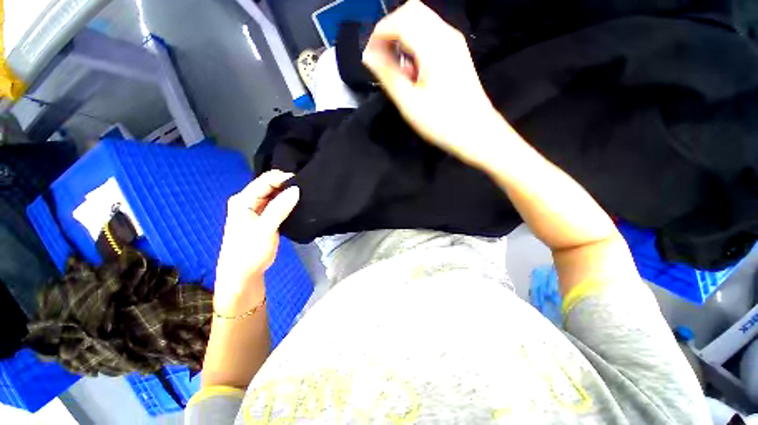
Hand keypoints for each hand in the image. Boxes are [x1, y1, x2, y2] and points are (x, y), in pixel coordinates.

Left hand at [214, 170, 299, 315]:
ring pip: (275, 194)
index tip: (303, 181)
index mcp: (243, 200)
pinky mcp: (265, 217)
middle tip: (306, 186)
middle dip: (287, 184)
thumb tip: (296, 189)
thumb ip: (280, 208)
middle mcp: (248, 201)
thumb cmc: (249, 252)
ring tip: (305, 193)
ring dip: (288, 193)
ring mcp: (256, 209)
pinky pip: (278, 203)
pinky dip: (288, 202)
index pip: (265, 181)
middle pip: (269, 185)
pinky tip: (299, 202)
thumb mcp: (265, 229)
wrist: (243, 274)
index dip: (283, 178)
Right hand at [362, 0, 500, 166]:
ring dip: (403, 39)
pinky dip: (416, 46)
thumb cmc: (442, 122)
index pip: (400, 19)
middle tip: (381, 60)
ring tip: (398, 71)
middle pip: (412, 12)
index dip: (379, 34)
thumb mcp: (409, 103)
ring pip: (421, 23)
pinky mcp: (456, 53)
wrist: (476, 132)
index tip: (369, 57)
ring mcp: (454, 43)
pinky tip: (414, 72)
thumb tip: (368, 55)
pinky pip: (431, 36)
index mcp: (434, 46)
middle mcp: (446, 35)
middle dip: (390, 32)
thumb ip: (388, 75)